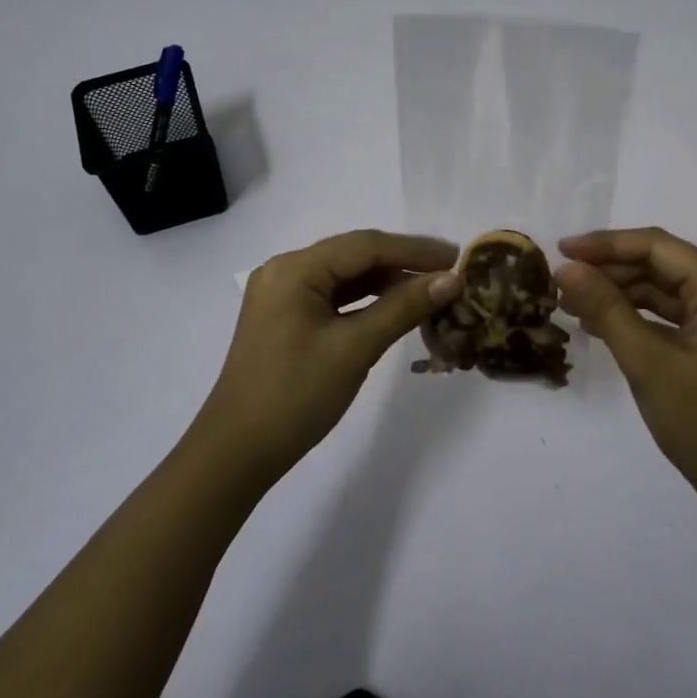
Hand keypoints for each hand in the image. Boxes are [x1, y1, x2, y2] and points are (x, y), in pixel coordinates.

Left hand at [194, 230, 460, 485]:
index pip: (366, 245)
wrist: (237, 452)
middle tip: (450, 276)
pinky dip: (366, 302)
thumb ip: (404, 307)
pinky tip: (396, 310)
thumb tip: (451, 279)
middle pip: (355, 256)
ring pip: (346, 277)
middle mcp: (286, 270)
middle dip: (403, 264)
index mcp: (295, 269)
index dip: (415, 250)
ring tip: (431, 293)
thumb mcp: (355, 348)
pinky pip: (334, 298)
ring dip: (387, 283)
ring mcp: (283, 295)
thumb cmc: (296, 395)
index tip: (458, 258)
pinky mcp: (286, 319)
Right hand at [556, 228, 696, 522]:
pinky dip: (636, 315)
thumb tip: (565, 268)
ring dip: (619, 292)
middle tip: (562, 281)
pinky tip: (600, 324)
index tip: (562, 250)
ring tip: (571, 302)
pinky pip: (670, 314)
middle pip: (661, 264)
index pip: (658, 247)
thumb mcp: (647, 362)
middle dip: (610, 269)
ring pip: (663, 289)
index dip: (607, 244)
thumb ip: (606, 308)